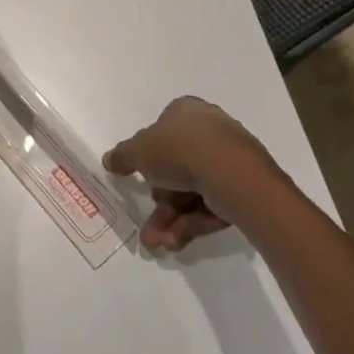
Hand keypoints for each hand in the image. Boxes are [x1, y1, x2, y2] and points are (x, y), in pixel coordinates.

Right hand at [103, 97, 294, 252]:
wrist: (230, 174)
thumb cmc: (179, 151)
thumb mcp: (138, 152)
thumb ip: (122, 156)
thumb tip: (109, 160)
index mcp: (186, 111)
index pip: (162, 129)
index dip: (148, 154)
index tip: (139, 176)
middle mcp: (210, 130)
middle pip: (176, 168)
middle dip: (159, 200)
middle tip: (147, 223)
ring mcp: (229, 159)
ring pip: (192, 191)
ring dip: (171, 219)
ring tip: (158, 242)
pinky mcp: (244, 187)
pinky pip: (211, 204)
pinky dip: (192, 222)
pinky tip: (176, 241)